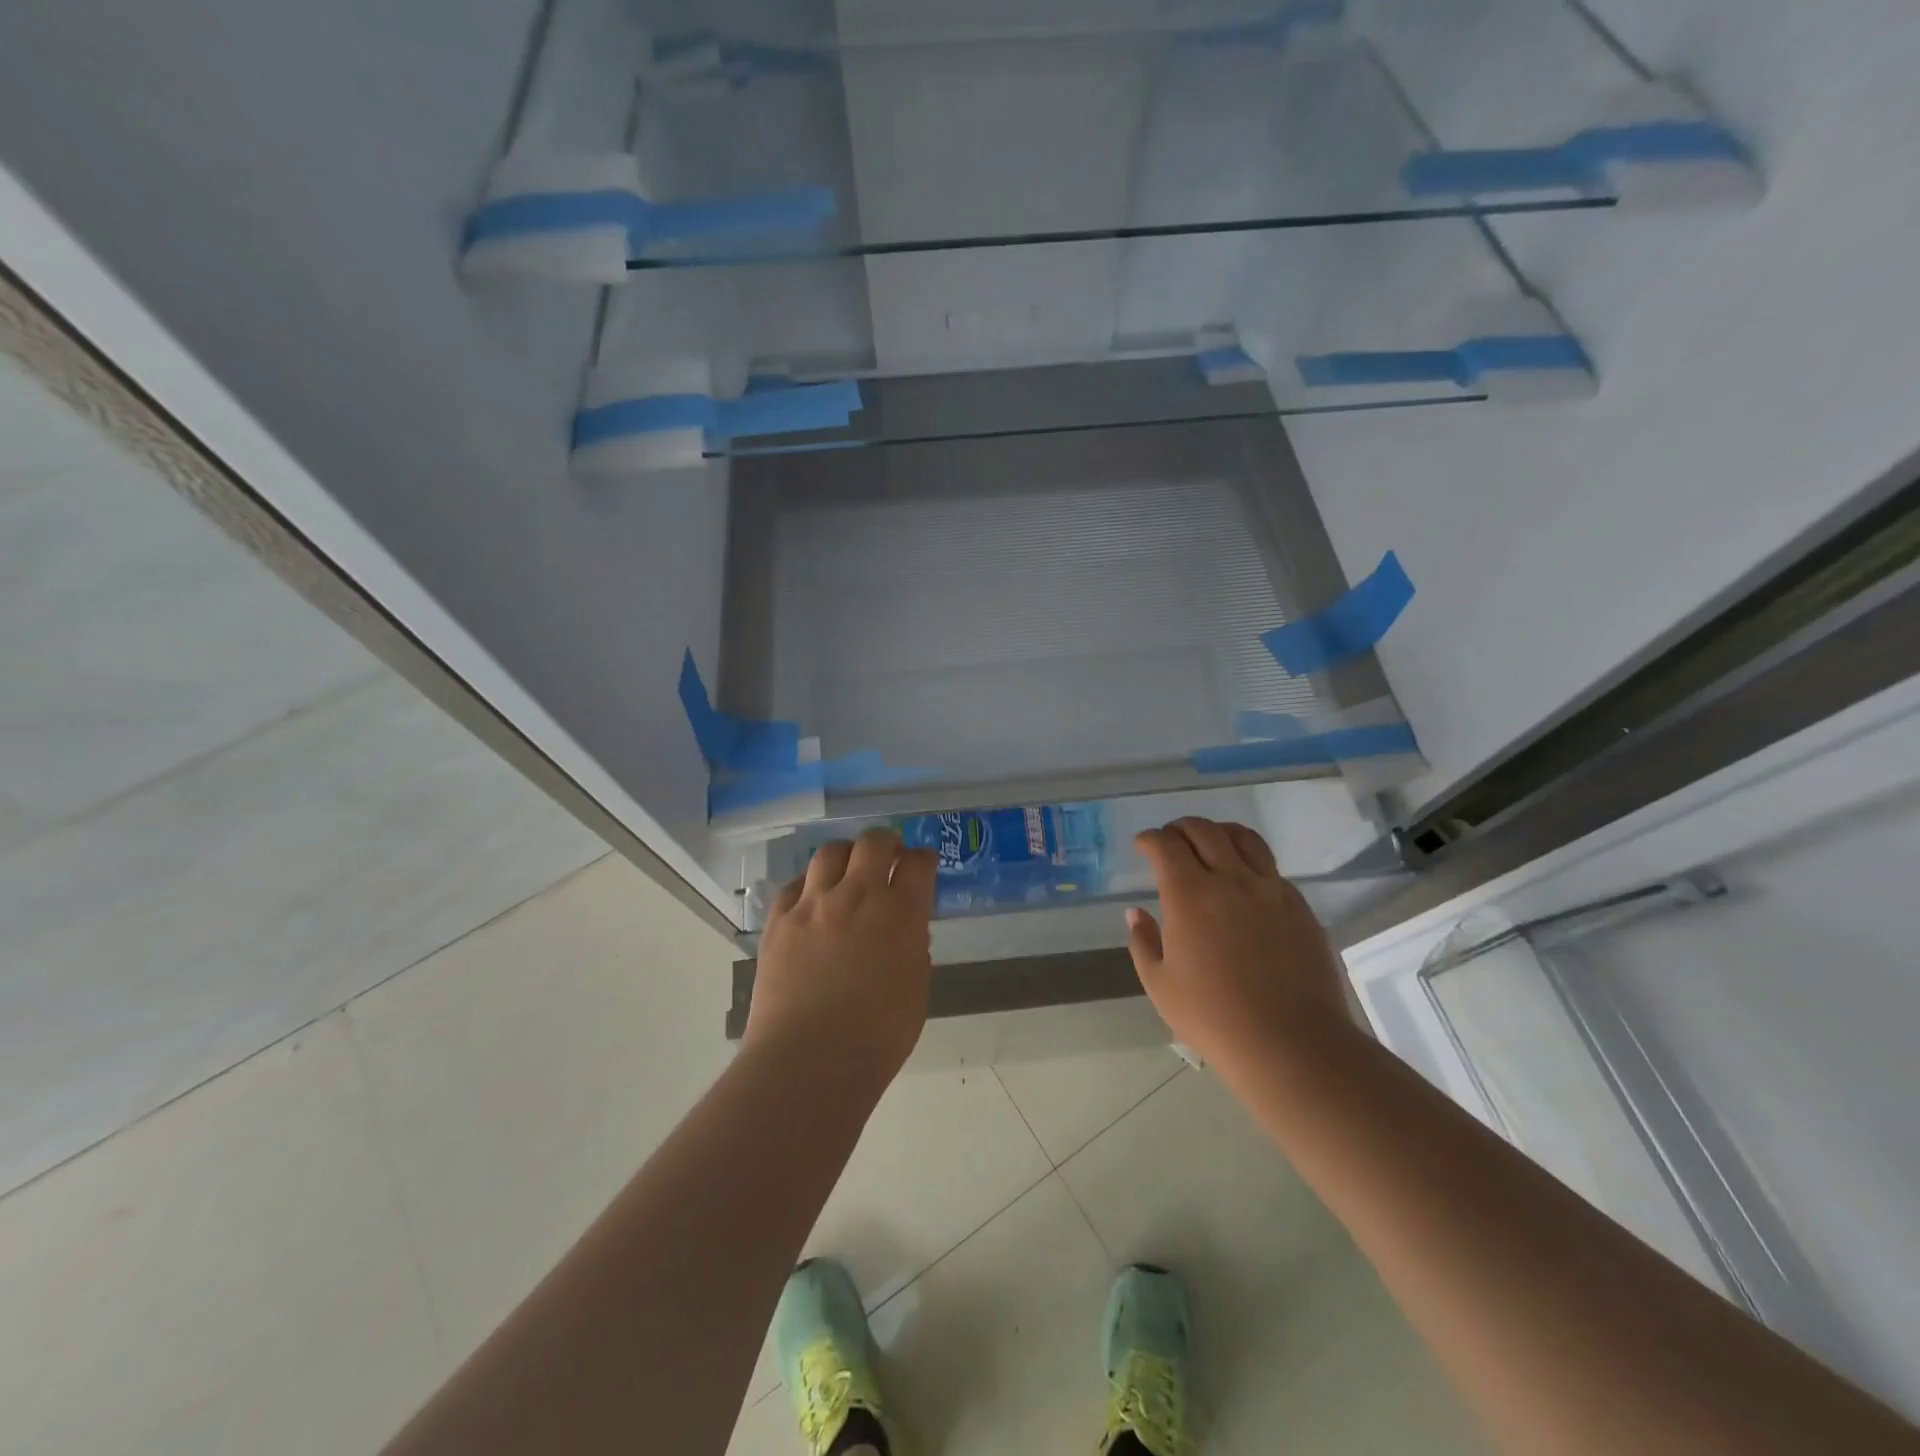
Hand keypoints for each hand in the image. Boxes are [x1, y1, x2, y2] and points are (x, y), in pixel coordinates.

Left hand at [744, 826, 938, 1088]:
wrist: (809, 1061)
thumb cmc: (877, 1038)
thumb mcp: (916, 990)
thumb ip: (913, 949)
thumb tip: (905, 928)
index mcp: (900, 915)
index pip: (918, 864)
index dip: (923, 859)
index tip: (922, 864)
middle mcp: (858, 896)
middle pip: (874, 842)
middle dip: (887, 843)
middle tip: (889, 858)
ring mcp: (813, 904)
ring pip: (830, 852)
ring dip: (846, 856)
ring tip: (848, 872)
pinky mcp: (778, 920)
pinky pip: (794, 885)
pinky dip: (809, 886)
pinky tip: (812, 902)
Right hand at [1125, 817, 1351, 1075]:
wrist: (1291, 1044)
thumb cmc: (1214, 1018)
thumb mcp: (1160, 985)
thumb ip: (1143, 942)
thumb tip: (1136, 913)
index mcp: (1190, 896)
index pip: (1165, 845)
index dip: (1149, 839)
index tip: (1142, 845)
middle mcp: (1230, 880)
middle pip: (1203, 831)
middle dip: (1179, 828)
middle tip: (1169, 840)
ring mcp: (1270, 890)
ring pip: (1243, 838)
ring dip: (1218, 832)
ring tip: (1209, 843)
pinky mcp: (1298, 906)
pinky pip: (1270, 867)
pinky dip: (1248, 860)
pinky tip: (1243, 881)